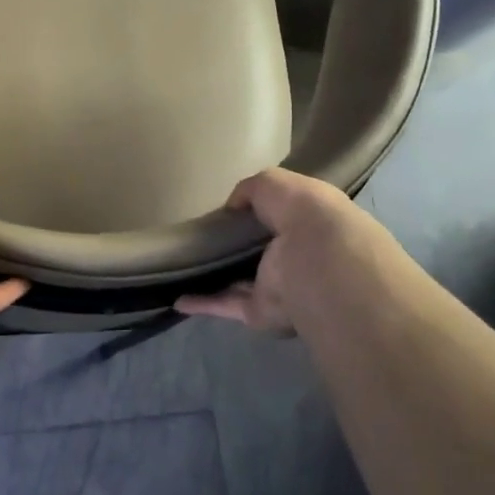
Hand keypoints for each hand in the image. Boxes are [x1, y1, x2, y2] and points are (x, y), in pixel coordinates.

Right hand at [174, 169, 376, 332]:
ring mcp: (276, 288)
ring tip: (183, 270)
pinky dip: (202, 304)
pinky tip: (177, 300)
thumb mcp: (274, 183)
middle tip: (200, 239)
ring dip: (217, 279)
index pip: (280, 218)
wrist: (317, 263)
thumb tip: (231, 207)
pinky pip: (225, 305)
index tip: (228, 212)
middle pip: (259, 253)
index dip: (257, 213)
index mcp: (306, 225)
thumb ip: (250, 189)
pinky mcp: (258, 311)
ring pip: (240, 283)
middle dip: (236, 248)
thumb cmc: (303, 214)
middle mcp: (294, 258)